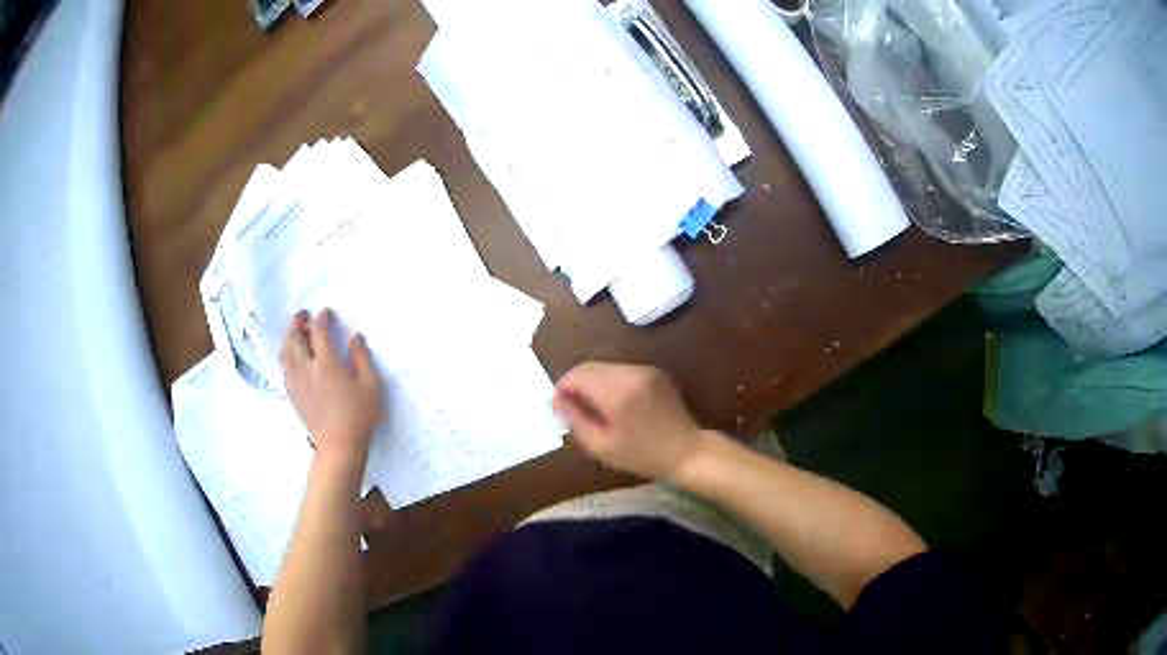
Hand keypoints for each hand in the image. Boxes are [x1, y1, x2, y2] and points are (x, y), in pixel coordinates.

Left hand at [280, 309, 383, 465]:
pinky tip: (291, 355)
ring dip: (288, 336)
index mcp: (327, 365)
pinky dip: (286, 354)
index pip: (319, 332)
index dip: (321, 319)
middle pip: (295, 338)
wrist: (339, 447)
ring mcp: (297, 383)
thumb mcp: (371, 387)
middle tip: (303, 315)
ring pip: (285, 352)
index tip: (326, 313)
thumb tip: (354, 337)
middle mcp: (307, 369)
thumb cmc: (359, 417)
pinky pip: (284, 367)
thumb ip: (362, 358)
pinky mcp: (293, 395)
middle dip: (298, 322)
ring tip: (294, 330)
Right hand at [553, 362, 702, 481]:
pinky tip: (613, 404)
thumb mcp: (601, 446)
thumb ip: (575, 420)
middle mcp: (630, 373)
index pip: (577, 375)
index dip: (562, 388)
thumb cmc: (642, 455)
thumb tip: (557, 402)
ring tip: (591, 408)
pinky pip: (622, 371)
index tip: (558, 407)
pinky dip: (610, 382)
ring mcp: (645, 370)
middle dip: (575, 383)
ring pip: (605, 367)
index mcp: (617, 391)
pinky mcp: (654, 373)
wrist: (687, 451)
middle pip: (590, 367)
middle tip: (570, 408)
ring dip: (592, 382)